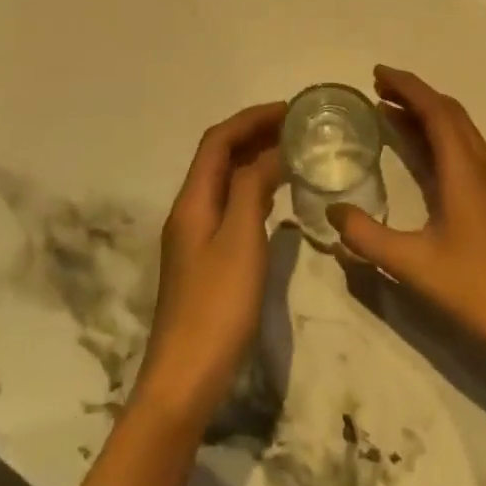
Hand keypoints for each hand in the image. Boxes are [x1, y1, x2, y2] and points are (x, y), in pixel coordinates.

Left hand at [134, 102, 286, 428]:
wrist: (186, 375)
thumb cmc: (217, 305)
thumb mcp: (241, 240)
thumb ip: (253, 190)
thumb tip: (272, 152)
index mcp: (192, 200)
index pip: (218, 141)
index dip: (251, 119)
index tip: (290, 110)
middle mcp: (189, 210)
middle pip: (219, 158)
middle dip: (254, 134)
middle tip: (298, 128)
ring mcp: (196, 236)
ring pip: (226, 182)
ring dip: (255, 160)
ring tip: (294, 153)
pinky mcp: (207, 259)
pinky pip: (231, 207)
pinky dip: (255, 190)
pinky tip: (279, 199)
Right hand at [329, 66, 485, 367]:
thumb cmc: (474, 288)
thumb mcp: (411, 264)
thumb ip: (366, 236)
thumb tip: (332, 212)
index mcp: (465, 171)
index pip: (436, 111)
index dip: (407, 87)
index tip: (377, 73)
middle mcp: (484, 166)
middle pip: (450, 113)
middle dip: (415, 95)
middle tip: (378, 88)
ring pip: (461, 132)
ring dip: (427, 116)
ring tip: (390, 113)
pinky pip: (466, 151)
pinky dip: (439, 138)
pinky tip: (420, 155)